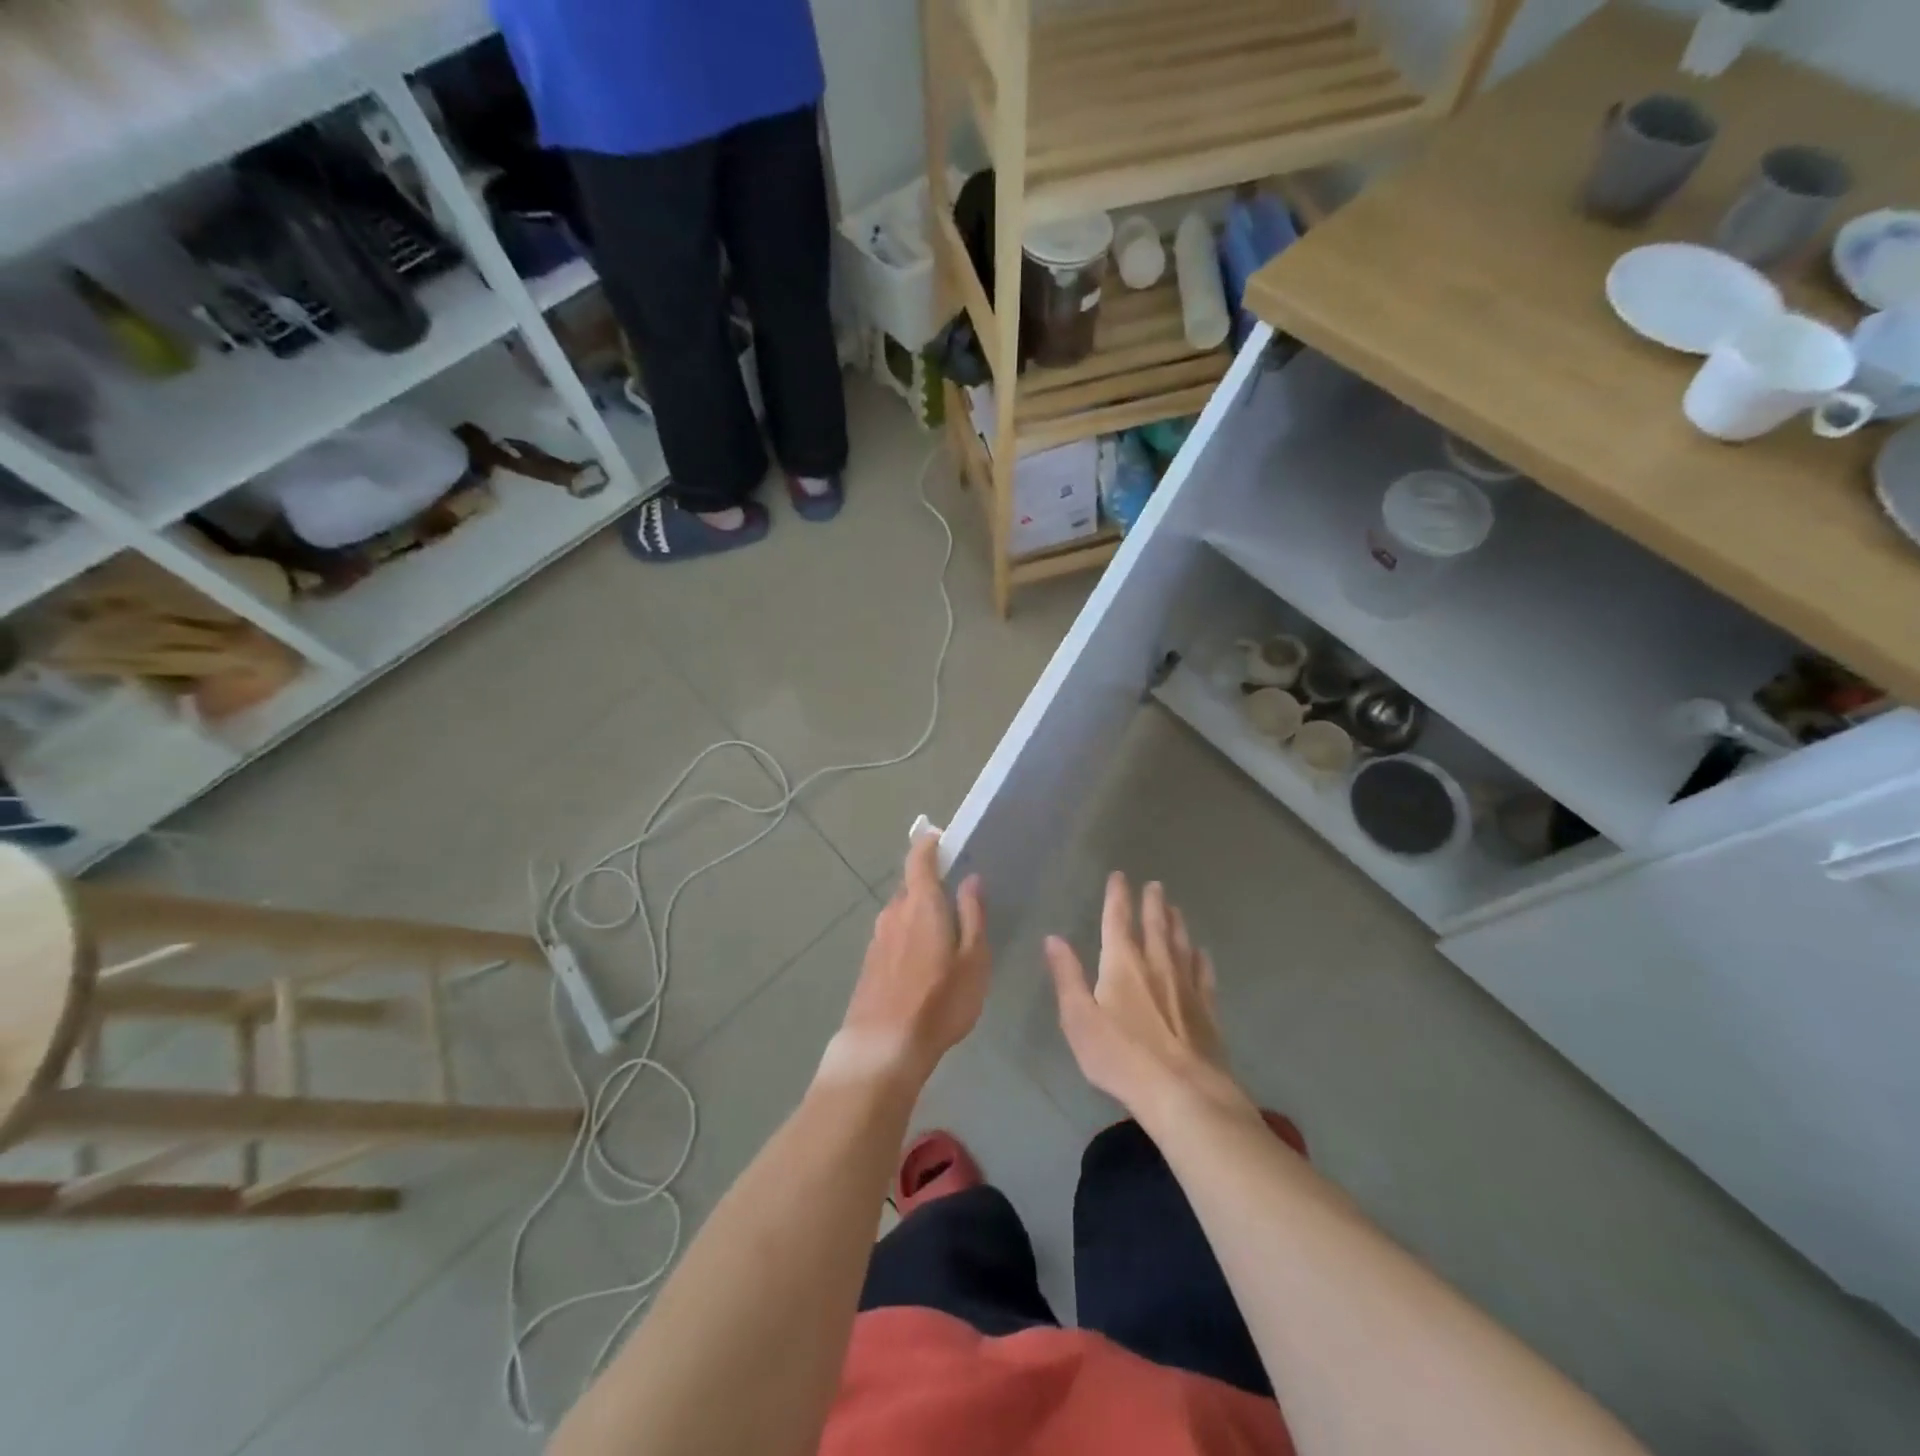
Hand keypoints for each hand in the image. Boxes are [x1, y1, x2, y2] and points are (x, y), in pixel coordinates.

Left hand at [825, 834, 987, 1088]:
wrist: (882, 1046)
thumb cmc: (939, 1001)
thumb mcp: (974, 960)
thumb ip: (973, 915)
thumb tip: (971, 879)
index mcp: (921, 904)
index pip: (920, 860)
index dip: (928, 843)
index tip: (937, 835)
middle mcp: (894, 913)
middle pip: (911, 887)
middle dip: (930, 886)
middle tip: (955, 896)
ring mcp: (877, 939)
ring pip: (901, 913)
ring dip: (919, 915)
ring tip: (943, 934)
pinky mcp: (869, 963)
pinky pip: (893, 936)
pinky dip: (908, 936)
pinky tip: (922, 962)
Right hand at [1045, 873, 1251, 1124]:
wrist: (1182, 1092)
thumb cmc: (1120, 1056)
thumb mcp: (1079, 1018)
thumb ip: (1067, 976)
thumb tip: (1053, 938)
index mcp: (1122, 964)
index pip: (1117, 920)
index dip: (1117, 896)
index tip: (1119, 876)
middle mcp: (1156, 965)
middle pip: (1155, 926)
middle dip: (1152, 904)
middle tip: (1155, 885)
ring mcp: (1186, 986)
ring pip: (1181, 944)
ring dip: (1176, 924)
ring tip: (1175, 908)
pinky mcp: (1207, 1010)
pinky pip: (1204, 974)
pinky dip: (1201, 959)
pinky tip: (1202, 953)